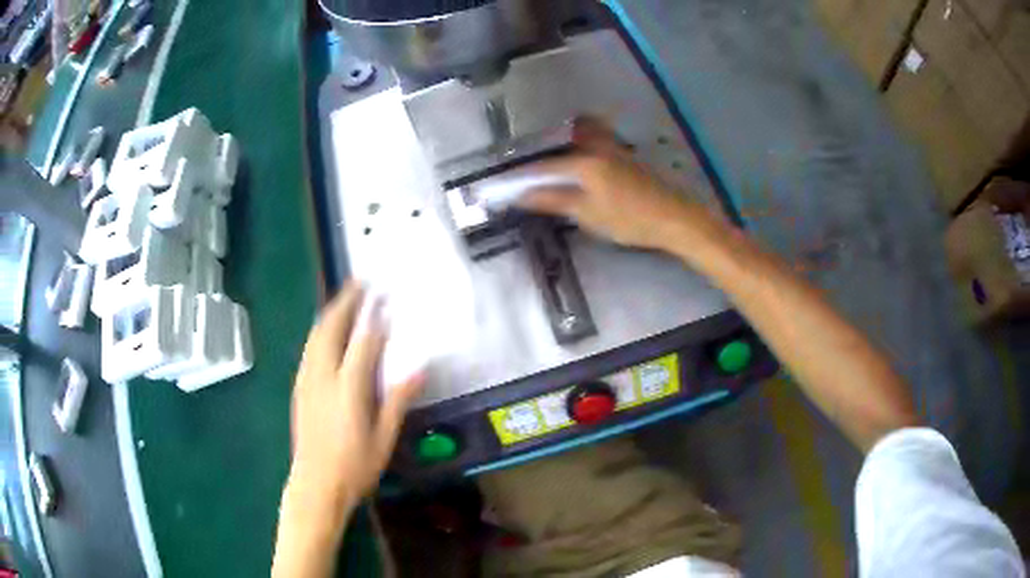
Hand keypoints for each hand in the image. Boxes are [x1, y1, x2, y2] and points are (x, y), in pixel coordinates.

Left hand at [287, 284, 422, 509]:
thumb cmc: (354, 467)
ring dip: (330, 313)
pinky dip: (320, 331)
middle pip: (330, 329)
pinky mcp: (299, 388)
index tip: (385, 296)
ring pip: (315, 336)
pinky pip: (309, 349)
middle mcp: (323, 377)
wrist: (315, 485)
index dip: (375, 317)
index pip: (362, 342)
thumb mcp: (383, 439)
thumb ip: (397, 401)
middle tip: (359, 282)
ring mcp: (307, 381)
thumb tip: (418, 368)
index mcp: (347, 389)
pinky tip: (327, 331)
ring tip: (344, 298)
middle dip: (345, 302)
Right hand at [517, 118, 720, 251]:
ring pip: (582, 133)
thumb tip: (522, 196)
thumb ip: (553, 201)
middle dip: (543, 148)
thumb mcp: (588, 214)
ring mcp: (613, 147)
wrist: (674, 217)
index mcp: (584, 162)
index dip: (520, 176)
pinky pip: (597, 139)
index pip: (543, 167)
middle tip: (530, 166)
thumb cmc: (630, 220)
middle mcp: (596, 147)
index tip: (501, 183)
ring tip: (555, 161)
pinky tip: (582, 163)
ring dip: (565, 141)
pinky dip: (583, 143)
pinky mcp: (625, 154)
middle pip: (562, 137)